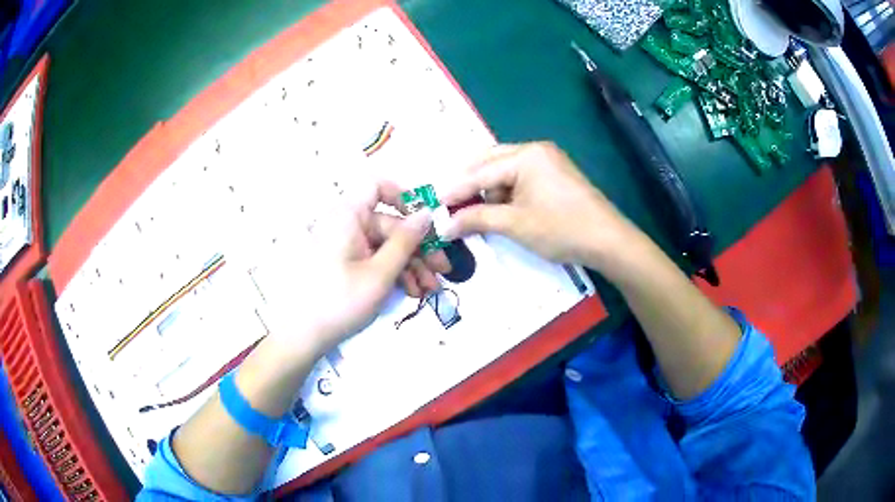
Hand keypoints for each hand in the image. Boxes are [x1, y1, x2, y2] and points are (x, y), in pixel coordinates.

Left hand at [252, 181, 449, 354]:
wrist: (304, 335)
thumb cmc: (341, 301)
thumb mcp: (381, 273)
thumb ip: (406, 241)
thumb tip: (427, 213)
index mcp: (349, 215)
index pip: (378, 187)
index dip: (404, 197)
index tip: (426, 221)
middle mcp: (346, 223)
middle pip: (390, 224)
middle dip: (418, 248)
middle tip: (442, 270)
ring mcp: (346, 245)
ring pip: (386, 246)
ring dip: (411, 265)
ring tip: (429, 290)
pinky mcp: (346, 263)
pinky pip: (374, 258)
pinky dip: (394, 272)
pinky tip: (411, 292)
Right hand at [441, 142, 639, 267]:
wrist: (608, 241)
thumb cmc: (561, 229)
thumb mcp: (515, 224)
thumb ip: (477, 219)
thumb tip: (445, 226)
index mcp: (525, 155)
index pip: (480, 172)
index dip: (455, 190)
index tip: (433, 204)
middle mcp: (535, 150)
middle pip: (490, 162)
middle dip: (469, 184)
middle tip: (449, 204)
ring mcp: (547, 160)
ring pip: (504, 169)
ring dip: (487, 188)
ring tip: (472, 211)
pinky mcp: (554, 173)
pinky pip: (520, 177)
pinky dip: (505, 191)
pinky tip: (497, 207)